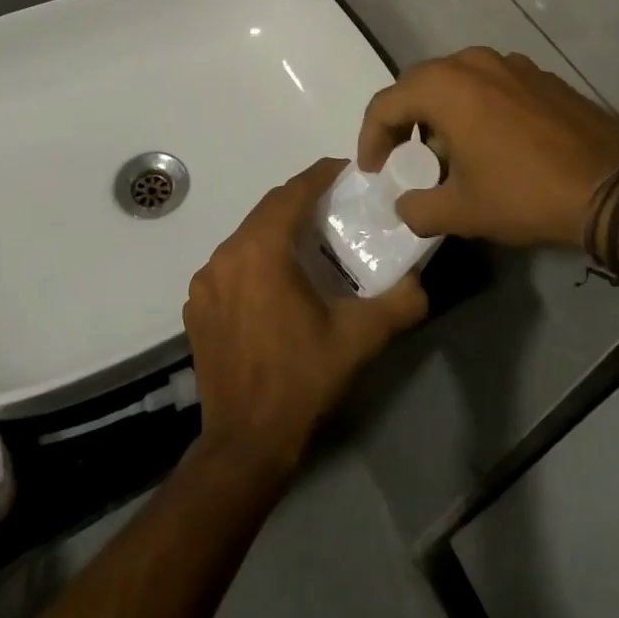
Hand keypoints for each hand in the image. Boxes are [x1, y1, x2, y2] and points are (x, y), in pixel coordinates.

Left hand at [183, 159, 427, 476]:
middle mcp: (226, 254)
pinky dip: (255, 259)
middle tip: (335, 206)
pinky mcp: (197, 307)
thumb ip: (399, 302)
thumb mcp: (360, 338)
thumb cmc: (303, 380)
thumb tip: (421, 281)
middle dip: (302, 200)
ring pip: (248, 236)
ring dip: (278, 230)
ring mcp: (205, 282)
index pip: (293, 192)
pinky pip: (230, 265)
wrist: (246, 445)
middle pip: (268, 209)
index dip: (321, 175)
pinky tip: (277, 283)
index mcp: (261, 250)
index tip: (347, 171)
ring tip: (310, 243)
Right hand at [359, 48, 618, 247]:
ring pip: (456, 82)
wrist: (611, 185)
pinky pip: (490, 84)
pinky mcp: (538, 74)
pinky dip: (475, 107)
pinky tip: (491, 143)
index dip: (370, 139)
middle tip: (404, 160)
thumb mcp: (462, 211)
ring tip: (448, 154)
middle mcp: (471, 61)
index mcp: (444, 85)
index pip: (385, 104)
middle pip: (418, 86)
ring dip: (440, 113)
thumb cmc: (524, 192)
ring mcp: (509, 63)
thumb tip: (404, 206)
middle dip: (404, 122)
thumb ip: (418, 208)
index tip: (373, 172)